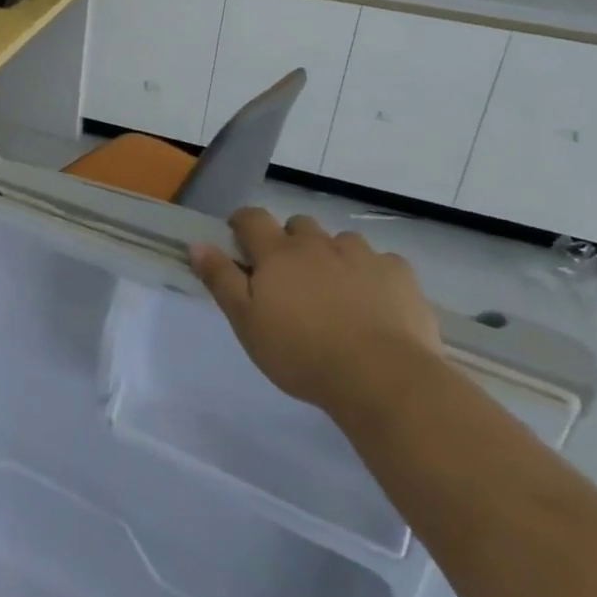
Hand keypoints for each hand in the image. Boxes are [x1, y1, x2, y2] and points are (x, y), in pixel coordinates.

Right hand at [190, 210, 443, 419]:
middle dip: (290, 242)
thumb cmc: (301, 353)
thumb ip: (221, 279)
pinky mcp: (399, 274)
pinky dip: (372, 274)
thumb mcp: (246, 322)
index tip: (239, 241)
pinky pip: (380, 262)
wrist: (381, 378)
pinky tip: (375, 304)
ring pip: (340, 242)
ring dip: (332, 256)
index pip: (251, 218)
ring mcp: (362, 255)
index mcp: (278, 253)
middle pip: (298, 225)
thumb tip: (197, 243)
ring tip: (336, 293)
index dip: (242, 224)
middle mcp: (318, 243)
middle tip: (289, 278)